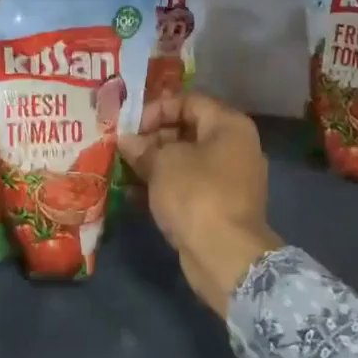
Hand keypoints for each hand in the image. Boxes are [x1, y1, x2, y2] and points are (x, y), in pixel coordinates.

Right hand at [119, 92, 279, 316]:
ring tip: (122, 170)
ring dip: (153, 164)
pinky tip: (132, 195)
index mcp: (229, 126)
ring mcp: (229, 179)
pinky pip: (188, 186)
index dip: (156, 109)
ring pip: (185, 161)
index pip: (189, 101)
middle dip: (151, 138)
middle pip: (187, 130)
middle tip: (122, 148)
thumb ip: (143, 147)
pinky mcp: (219, 206)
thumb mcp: (163, 163)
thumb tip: (126, 141)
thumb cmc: (196, 194)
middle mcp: (234, 147)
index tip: (130, 126)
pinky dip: (163, 187)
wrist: (225, 255)